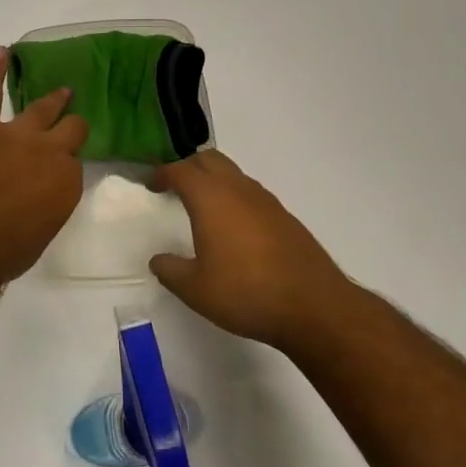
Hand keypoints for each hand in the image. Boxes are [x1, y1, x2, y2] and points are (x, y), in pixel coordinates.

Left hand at [0, 47, 88, 281]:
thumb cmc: (6, 249)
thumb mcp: (40, 233)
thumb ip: (44, 208)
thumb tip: (34, 201)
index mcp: (67, 183)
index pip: (74, 167)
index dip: (66, 167)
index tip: (61, 170)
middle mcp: (50, 152)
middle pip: (70, 130)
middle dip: (71, 126)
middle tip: (72, 122)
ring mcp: (17, 135)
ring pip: (39, 109)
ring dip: (51, 100)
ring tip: (59, 91)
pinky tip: (0, 53)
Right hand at [148, 151, 352, 349]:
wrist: (314, 306)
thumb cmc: (246, 292)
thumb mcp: (195, 289)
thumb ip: (171, 271)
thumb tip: (158, 260)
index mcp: (211, 198)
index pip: (180, 170)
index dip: (162, 173)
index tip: (152, 184)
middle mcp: (238, 189)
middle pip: (209, 160)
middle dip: (188, 167)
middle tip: (174, 186)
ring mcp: (265, 201)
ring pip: (233, 174)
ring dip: (213, 180)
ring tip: (201, 205)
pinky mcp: (284, 217)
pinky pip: (250, 193)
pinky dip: (234, 197)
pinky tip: (233, 227)